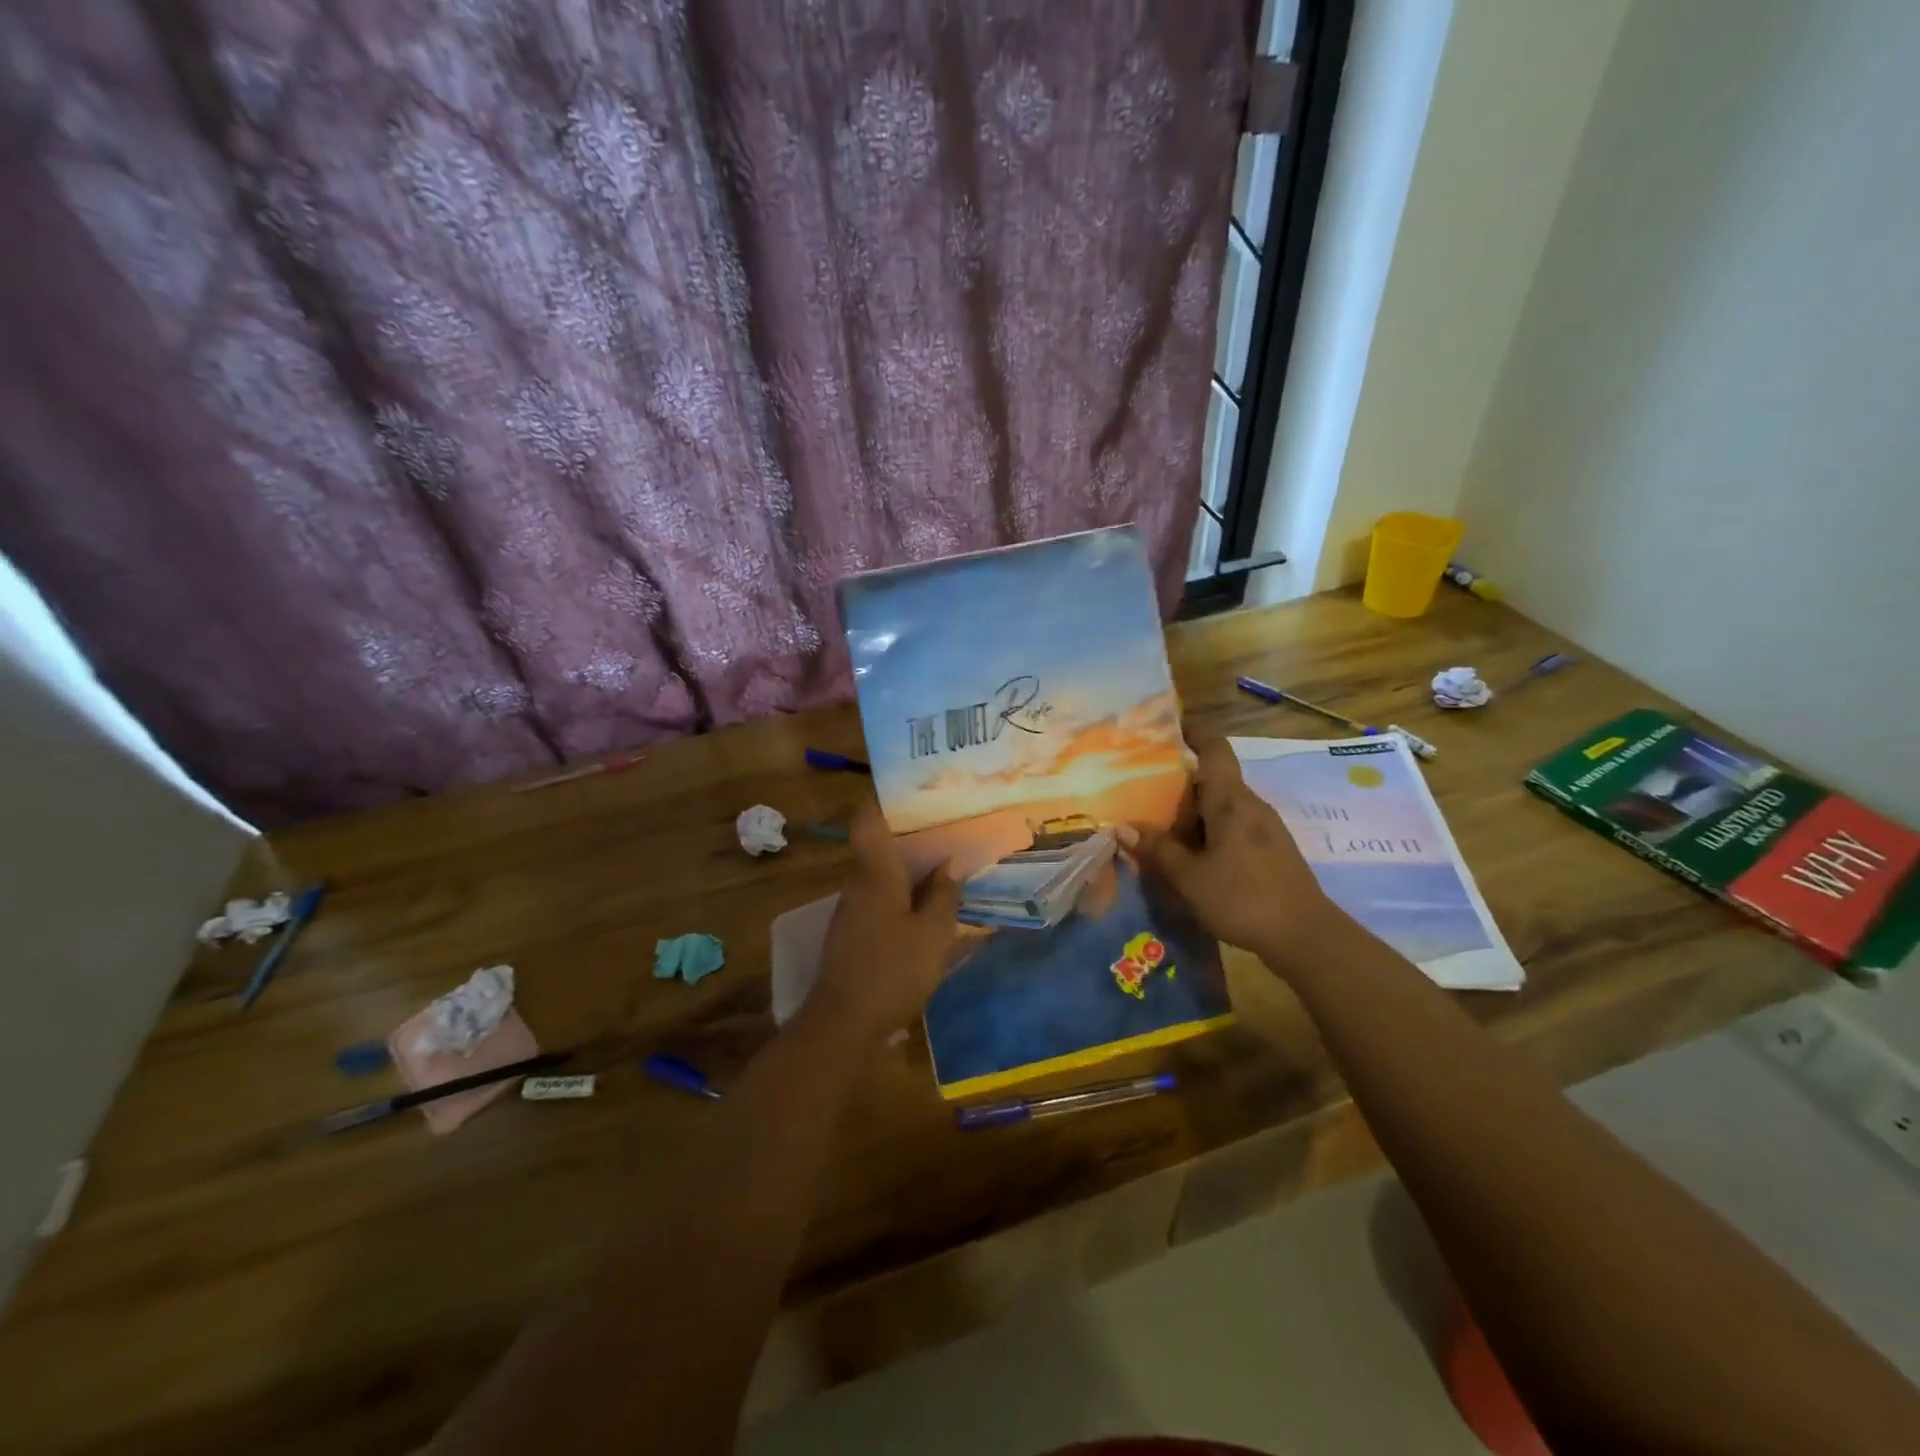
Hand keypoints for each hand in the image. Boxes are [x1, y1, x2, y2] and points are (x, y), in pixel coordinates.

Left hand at [808, 799, 963, 1043]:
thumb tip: (951, 864)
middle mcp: (858, 882)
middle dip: (909, 831)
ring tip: (945, 858)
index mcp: (875, 872)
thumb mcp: (932, 935)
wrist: (843, 1024)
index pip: (868, 818)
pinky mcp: (854, 932)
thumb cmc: (892, 971)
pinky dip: (903, 891)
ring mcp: (853, 908)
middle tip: (946, 822)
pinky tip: (928, 902)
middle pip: (878, 843)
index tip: (912, 785)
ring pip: (881, 871)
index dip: (884, 796)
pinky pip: (880, 896)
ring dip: (908, 864)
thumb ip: (944, 896)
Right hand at [1124, 733, 1340, 964]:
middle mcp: (1250, 805)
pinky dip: (1208, 830)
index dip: (1192, 733)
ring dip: (1193, 811)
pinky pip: (1233, 826)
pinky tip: (1190, 854)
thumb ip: (1159, 850)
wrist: (1306, 936)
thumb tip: (1125, 827)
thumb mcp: (1190, 877)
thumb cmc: (1243, 898)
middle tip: (1143, 789)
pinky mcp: (1271, 849)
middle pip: (1213, 778)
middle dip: (1180, 782)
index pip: (1214, 748)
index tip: (1165, 731)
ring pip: (1222, 805)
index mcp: (1231, 800)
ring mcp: (1265, 827)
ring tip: (1159, 824)